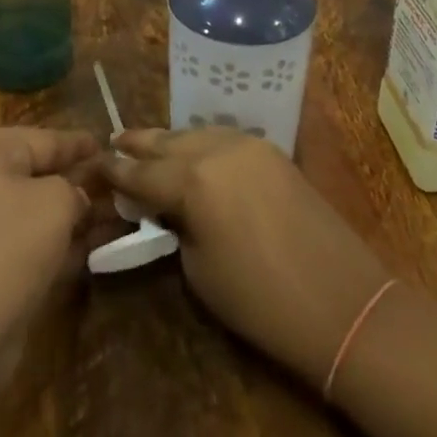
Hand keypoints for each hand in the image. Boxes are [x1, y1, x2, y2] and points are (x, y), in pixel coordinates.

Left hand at [0, 127, 97, 362]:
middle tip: (116, 183)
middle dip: (77, 182)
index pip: (41, 139)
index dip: (77, 143)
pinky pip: (24, 243)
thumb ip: (74, 189)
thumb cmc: (7, 245)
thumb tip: (77, 198)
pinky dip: (55, 244)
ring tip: (115, 216)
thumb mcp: (55, 202)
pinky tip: (93, 249)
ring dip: (71, 216)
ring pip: (31, 212)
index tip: (109, 144)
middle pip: (34, 175)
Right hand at [100, 129, 390, 385]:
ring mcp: (249, 145)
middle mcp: (218, 149)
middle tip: (114, 141)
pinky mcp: (273, 152)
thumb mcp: (199, 269)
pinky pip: (224, 138)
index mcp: (193, 180)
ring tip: (148, 145)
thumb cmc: (260, 301)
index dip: (116, 172)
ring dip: (171, 140)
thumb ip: (174, 226)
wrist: (342, 303)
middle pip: (168, 141)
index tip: (94, 166)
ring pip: (197, 133)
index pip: (141, 172)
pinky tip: (192, 152)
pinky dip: (201, 142)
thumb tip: (164, 209)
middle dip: (139, 143)